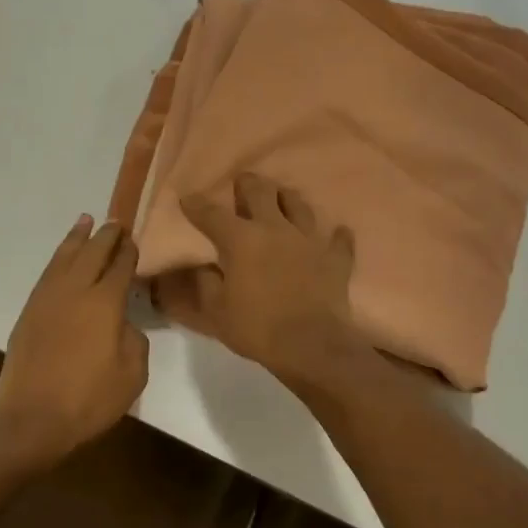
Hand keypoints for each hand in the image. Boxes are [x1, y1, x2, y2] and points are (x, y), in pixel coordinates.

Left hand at [0, 215, 148, 460]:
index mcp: (105, 303)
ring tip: (85, 221)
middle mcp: (76, 290)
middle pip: (93, 252)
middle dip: (106, 235)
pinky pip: (48, 273)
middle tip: (116, 222)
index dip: (129, 251)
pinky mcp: (29, 312)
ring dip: (77, 238)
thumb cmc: (88, 400)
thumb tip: (122, 323)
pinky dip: (59, 258)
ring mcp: (48, 299)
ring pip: (65, 257)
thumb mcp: (132, 374)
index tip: (134, 239)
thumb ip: (134, 339)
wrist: (30, 419)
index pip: (120, 266)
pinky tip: (64, 257)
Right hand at [177, 173, 365, 383]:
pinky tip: (338, 233)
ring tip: (283, 197)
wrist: (311, 345)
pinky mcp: (335, 259)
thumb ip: (207, 283)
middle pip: (261, 193)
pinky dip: (337, 236)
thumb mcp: (217, 311)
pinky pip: (339, 240)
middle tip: (243, 181)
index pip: (212, 215)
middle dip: (248, 184)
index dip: (197, 205)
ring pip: (299, 206)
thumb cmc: (256, 328)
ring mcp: (309, 240)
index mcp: (241, 240)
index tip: (188, 198)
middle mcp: (275, 229)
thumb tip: (204, 267)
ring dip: (288, 199)